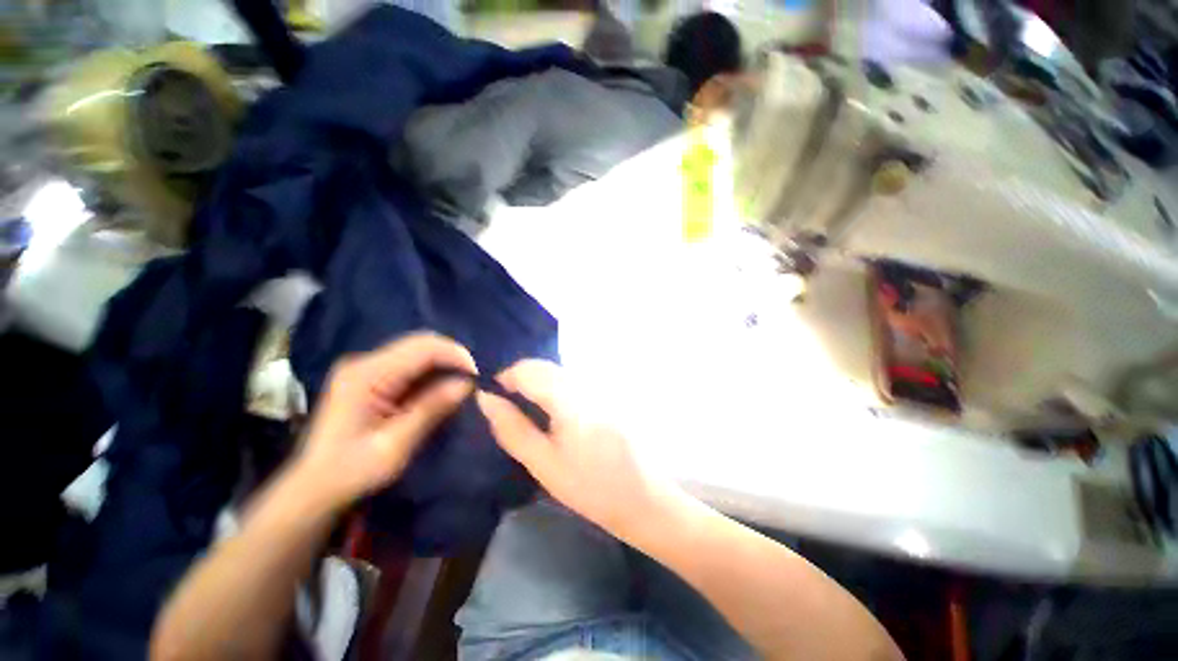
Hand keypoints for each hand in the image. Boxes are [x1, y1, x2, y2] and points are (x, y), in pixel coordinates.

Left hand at [293, 332, 474, 510]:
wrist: (315, 489)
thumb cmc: (352, 471)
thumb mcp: (395, 445)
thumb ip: (431, 409)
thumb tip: (467, 384)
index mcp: (367, 375)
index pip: (422, 347)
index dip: (455, 354)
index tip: (478, 375)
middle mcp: (365, 362)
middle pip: (420, 343)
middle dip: (452, 356)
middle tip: (474, 378)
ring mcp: (366, 368)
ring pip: (417, 351)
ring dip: (443, 363)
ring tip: (463, 382)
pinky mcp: (370, 378)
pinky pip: (409, 364)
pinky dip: (431, 371)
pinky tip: (442, 387)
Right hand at [475, 360, 660, 537]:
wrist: (642, 495)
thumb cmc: (590, 487)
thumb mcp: (543, 463)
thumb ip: (512, 428)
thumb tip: (486, 399)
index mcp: (570, 399)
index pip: (529, 369)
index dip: (506, 376)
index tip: (495, 396)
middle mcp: (587, 383)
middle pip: (545, 366)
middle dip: (522, 378)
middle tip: (510, 405)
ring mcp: (601, 385)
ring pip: (559, 370)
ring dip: (539, 382)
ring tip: (530, 409)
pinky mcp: (608, 391)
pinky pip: (574, 378)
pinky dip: (556, 386)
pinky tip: (557, 410)